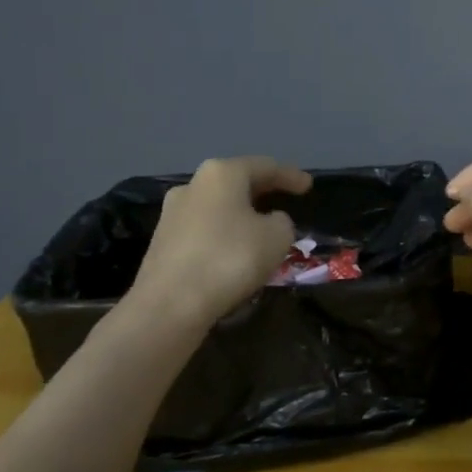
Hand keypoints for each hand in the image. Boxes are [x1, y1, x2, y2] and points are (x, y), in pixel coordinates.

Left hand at [126, 157, 312, 331]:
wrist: (170, 305)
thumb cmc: (231, 259)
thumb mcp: (278, 236)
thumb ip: (282, 221)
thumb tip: (269, 221)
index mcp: (222, 174)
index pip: (265, 166)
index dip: (291, 176)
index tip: (308, 186)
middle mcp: (193, 185)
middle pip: (236, 182)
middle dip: (263, 191)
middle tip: (285, 199)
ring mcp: (172, 214)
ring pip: (218, 206)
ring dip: (241, 213)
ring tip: (262, 227)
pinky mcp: (163, 242)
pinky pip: (204, 229)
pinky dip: (225, 233)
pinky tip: (237, 248)